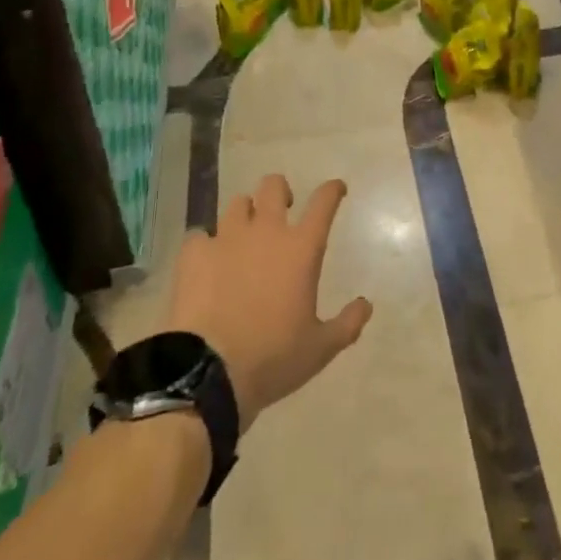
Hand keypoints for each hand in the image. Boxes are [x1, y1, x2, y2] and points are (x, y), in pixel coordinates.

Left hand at [165, 175, 372, 432]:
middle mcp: (266, 232)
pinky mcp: (194, 254)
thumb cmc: (273, 358)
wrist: (207, 373)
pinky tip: (206, 262)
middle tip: (283, 210)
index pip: (323, 202)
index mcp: (302, 248)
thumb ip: (348, 323)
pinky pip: (200, 235)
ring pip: (238, 203)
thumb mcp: (321, 349)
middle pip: (274, 186)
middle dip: (281, 192)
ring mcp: (227, 238)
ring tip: (243, 235)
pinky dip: (206, 244)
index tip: (336, 189)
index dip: (332, 190)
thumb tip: (366, 304)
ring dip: (245, 214)